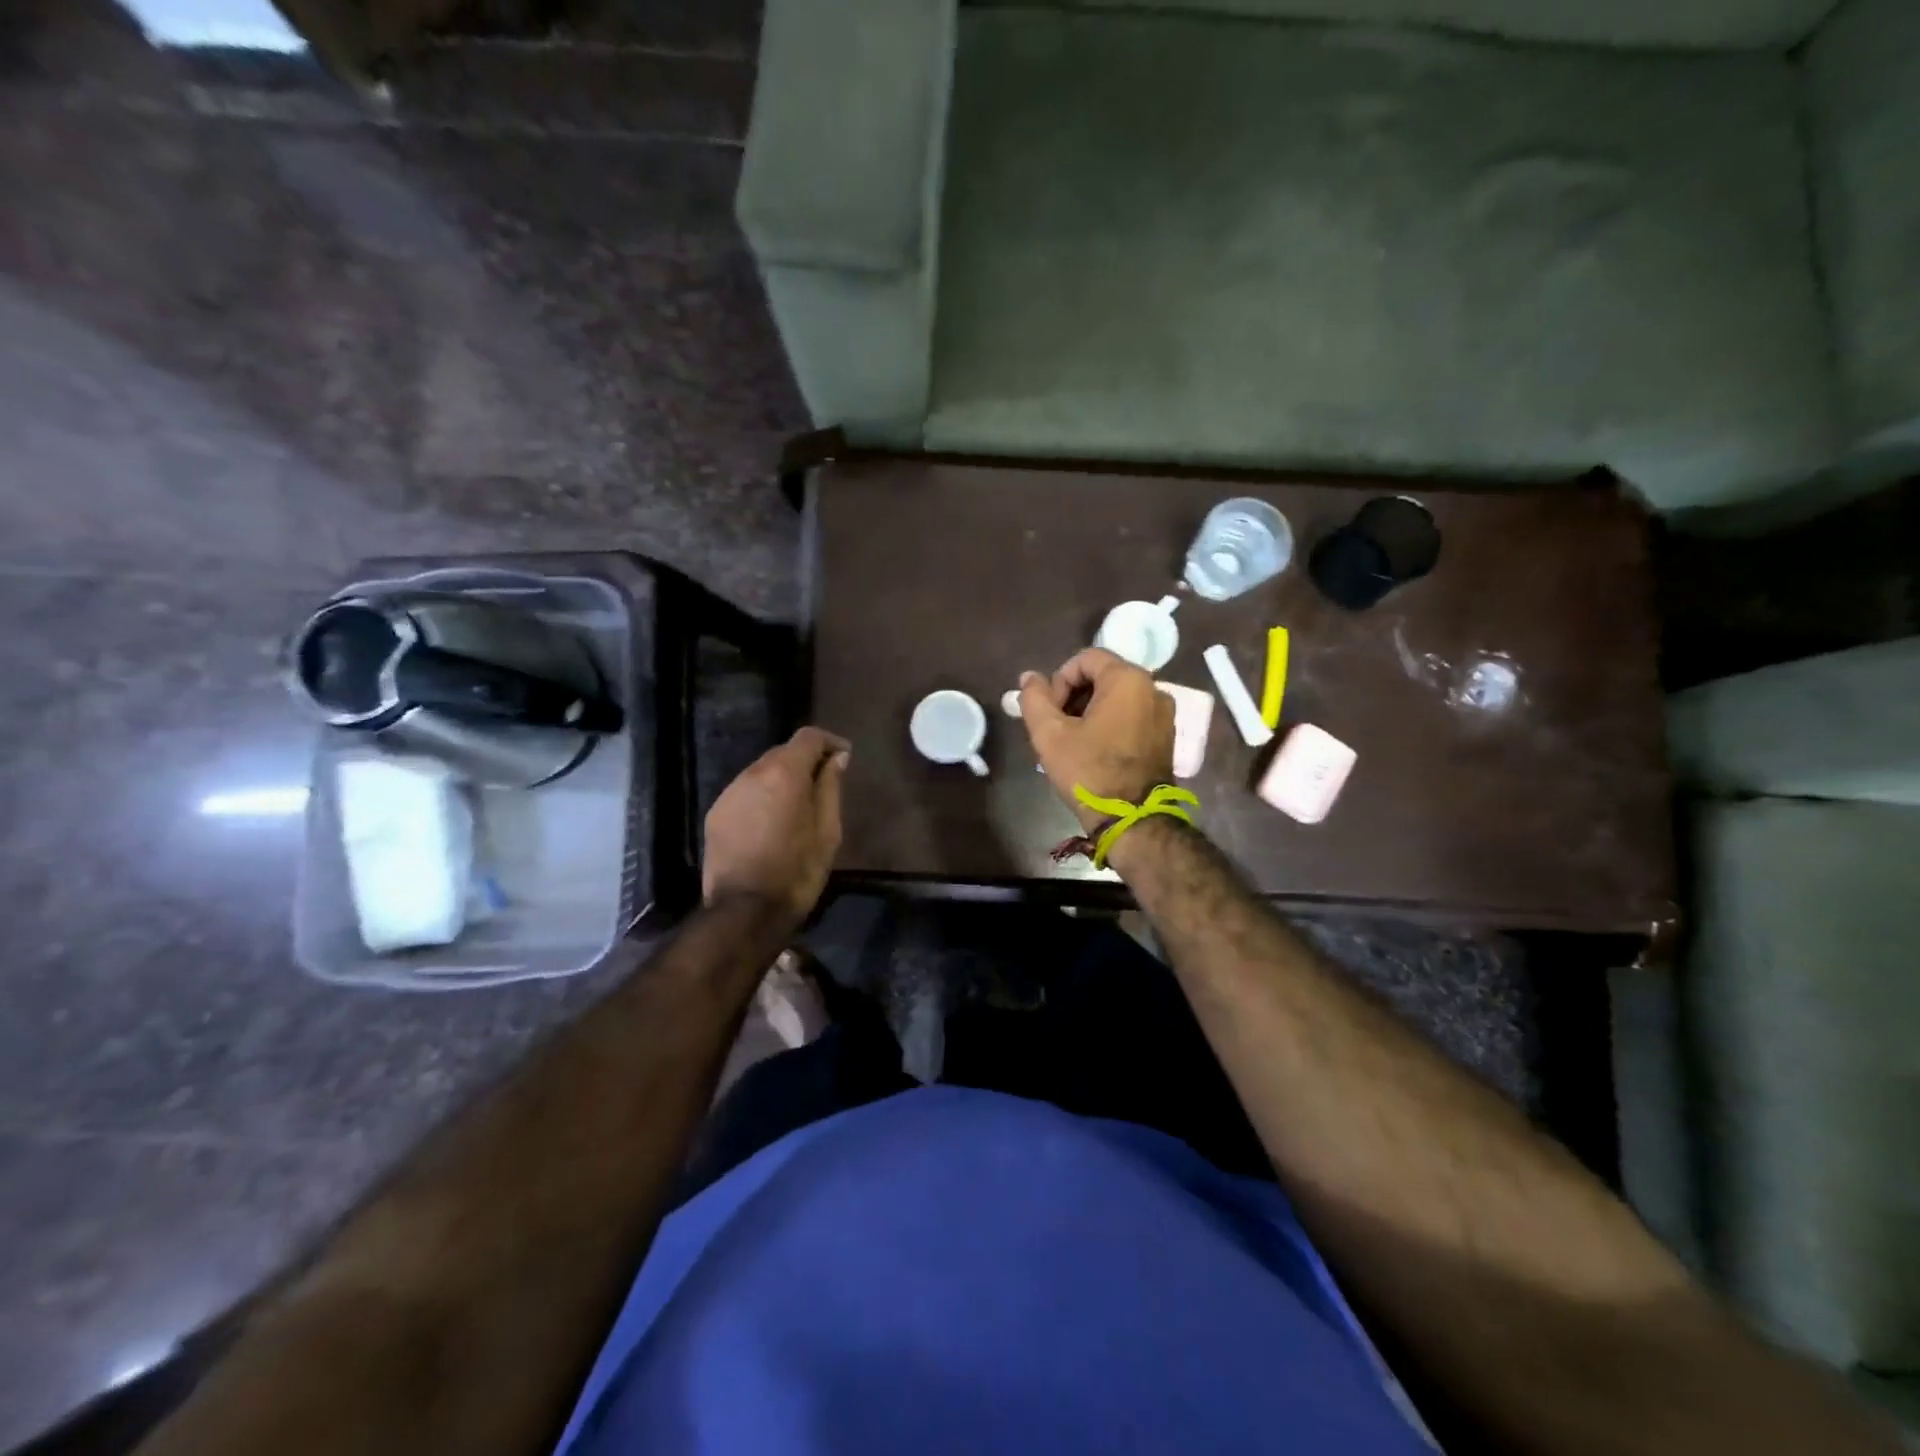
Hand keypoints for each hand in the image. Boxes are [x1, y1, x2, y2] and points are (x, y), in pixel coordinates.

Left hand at [703, 727, 849, 924]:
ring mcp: (729, 793)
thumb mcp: (828, 831)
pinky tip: (772, 822)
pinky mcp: (716, 814)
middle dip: (805, 761)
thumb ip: (831, 787)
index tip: (844, 757)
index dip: (829, 741)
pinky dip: (763, 796)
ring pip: (762, 772)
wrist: (745, 911)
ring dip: (782, 779)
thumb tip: (836, 758)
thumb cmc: (797, 871)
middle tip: (824, 783)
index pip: (808, 736)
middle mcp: (752, 773)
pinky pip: (745, 792)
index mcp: (784, 773)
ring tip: (798, 806)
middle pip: (783, 752)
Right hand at [1018, 648, 1174, 831]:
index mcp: (1128, 679)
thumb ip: (1034, 698)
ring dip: (1090, 711)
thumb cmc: (1089, 771)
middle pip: (1103, 676)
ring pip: (1117, 697)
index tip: (1049, 712)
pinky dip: (1110, 723)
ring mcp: (1164, 714)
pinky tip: (1094, 750)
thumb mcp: (1050, 734)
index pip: (1085, 659)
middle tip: (1056, 727)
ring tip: (1072, 741)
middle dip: (1074, 696)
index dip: (1059, 681)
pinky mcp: (1166, 736)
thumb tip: (1029, 677)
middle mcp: (1153, 688)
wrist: (1132, 820)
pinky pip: (1132, 715)